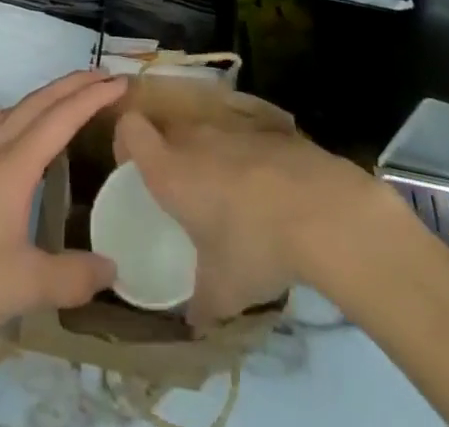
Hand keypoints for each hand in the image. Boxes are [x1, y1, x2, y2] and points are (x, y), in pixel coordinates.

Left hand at [0, 71, 127, 358]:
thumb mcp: (26, 284)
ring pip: (13, 112)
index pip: (60, 118)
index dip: (91, 97)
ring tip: (66, 99)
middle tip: (102, 77)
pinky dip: (20, 118)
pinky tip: (20, 140)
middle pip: (36, 104)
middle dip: (71, 86)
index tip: (120, 82)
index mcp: (13, 165)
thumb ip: (73, 276)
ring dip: (44, 98)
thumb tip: (113, 269)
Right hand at [115, 110, 393, 324]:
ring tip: (231, 196)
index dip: (126, 141)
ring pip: (208, 133)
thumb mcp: (223, 291)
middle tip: (184, 193)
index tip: (134, 167)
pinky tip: (270, 191)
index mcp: (169, 170)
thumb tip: (193, 320)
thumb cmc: (255, 247)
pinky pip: (245, 137)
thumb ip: (200, 303)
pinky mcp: (269, 127)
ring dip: (212, 157)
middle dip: (171, 155)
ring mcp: (233, 127)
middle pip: (168, 130)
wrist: (321, 210)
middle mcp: (194, 139)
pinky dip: (249, 158)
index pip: (130, 129)